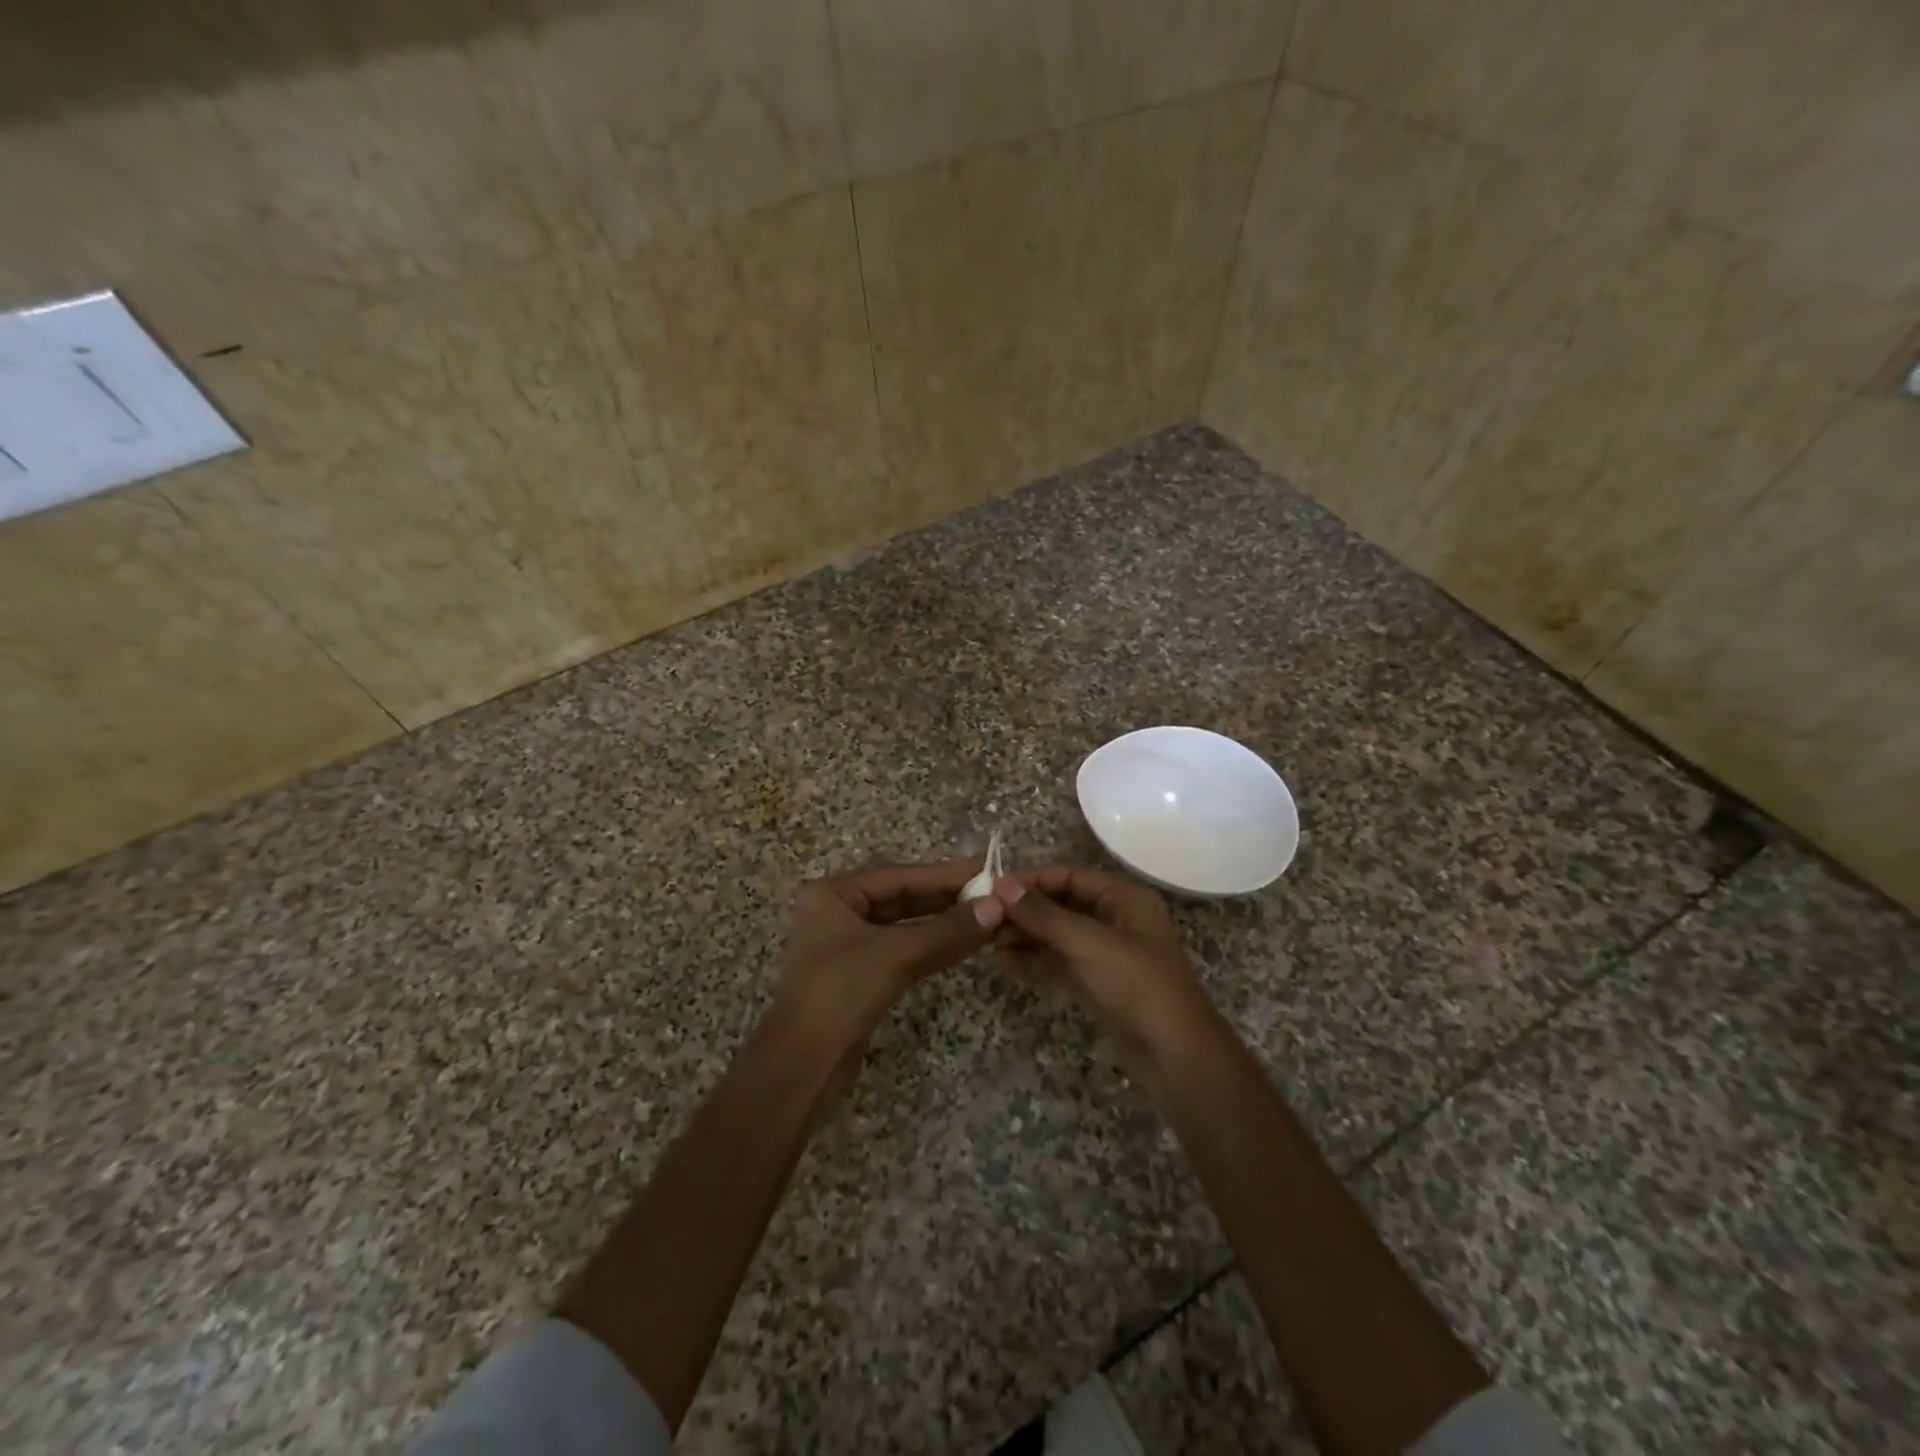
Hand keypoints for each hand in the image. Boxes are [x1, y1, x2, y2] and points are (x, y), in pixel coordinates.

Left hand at [774, 859, 1003, 1047]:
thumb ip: (947, 931)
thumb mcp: (896, 955)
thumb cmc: (841, 993)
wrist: (803, 1066)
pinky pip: (901, 949)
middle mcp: (836, 911)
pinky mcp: (858, 975)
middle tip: (993, 893)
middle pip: (901, 897)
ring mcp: (846, 944)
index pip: (899, 876)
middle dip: (946, 898)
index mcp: (833, 893)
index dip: (945, 874)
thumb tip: (996, 907)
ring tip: (986, 916)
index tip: (986, 870)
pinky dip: (931, 946)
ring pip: (903, 925)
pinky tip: (962, 944)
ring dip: (943, 923)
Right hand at [992, 865, 1220, 1086]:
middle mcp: (1115, 920)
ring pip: (1057, 936)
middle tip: (985, 918)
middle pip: (1061, 905)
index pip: (1069, 876)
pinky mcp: (1096, 984)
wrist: (1175, 1056)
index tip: (993, 889)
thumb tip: (1002, 888)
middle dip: (1024, 911)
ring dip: (1024, 936)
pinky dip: (1033, 961)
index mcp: (1124, 898)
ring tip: (987, 941)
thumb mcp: (1088, 943)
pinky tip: (1003, 963)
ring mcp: (1105, 954)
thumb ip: (1043, 914)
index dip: (1031, 880)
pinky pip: (1059, 963)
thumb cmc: (1137, 985)